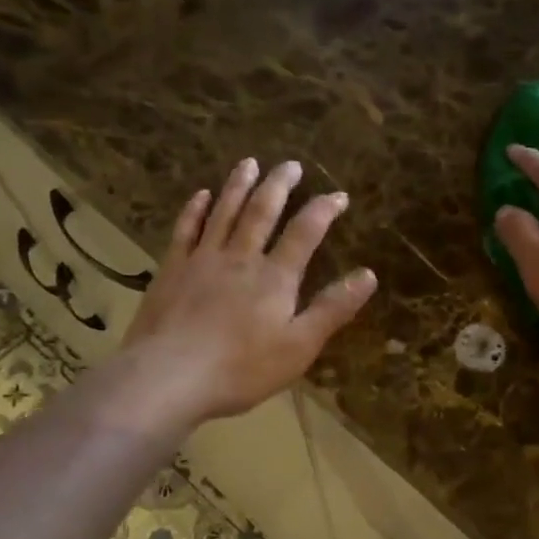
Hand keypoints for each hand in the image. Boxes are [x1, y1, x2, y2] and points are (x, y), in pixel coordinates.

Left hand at [119, 158, 376, 422]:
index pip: (305, 233)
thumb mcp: (300, 346)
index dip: (323, 210)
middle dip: (279, 185)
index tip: (338, 195)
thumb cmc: (242, 368)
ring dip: (239, 185)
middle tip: (290, 164)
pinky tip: (202, 195)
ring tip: (249, 162)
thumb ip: (333, 309)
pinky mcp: (172, 270)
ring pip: (224, 212)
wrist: (169, 376)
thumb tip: (369, 275)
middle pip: (262, 212)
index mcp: (275, 277)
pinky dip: (196, 209)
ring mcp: (202, 260)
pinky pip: (186, 229)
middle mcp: (241, 258)